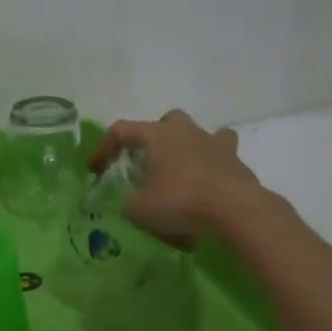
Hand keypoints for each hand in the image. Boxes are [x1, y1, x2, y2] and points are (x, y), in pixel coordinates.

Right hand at [89, 109, 268, 248]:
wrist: (234, 209)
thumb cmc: (179, 201)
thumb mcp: (138, 209)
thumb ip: (130, 201)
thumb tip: (135, 200)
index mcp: (157, 135)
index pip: (121, 131)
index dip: (103, 148)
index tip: (95, 171)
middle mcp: (186, 131)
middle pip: (166, 121)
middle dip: (154, 138)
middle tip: (148, 163)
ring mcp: (215, 143)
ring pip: (200, 134)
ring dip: (189, 148)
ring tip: (182, 173)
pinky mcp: (236, 162)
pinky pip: (222, 158)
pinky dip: (213, 169)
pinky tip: (208, 189)